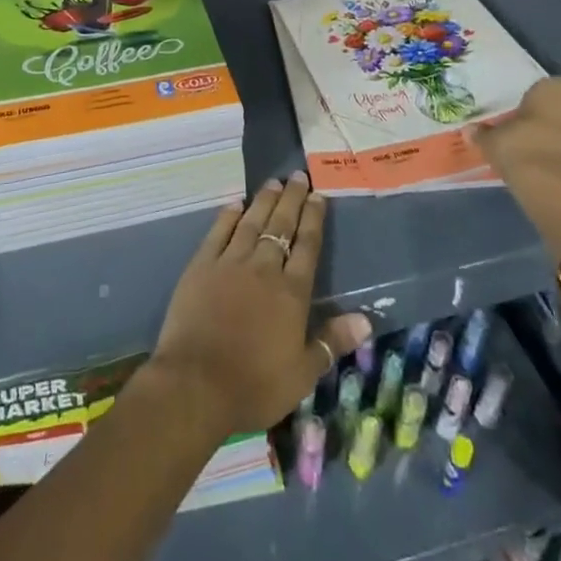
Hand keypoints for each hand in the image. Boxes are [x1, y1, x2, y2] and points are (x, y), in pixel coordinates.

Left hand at [149, 173, 370, 434]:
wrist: (196, 383)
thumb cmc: (254, 384)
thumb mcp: (302, 373)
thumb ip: (331, 341)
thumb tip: (365, 319)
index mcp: (291, 293)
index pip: (307, 246)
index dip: (314, 219)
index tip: (318, 195)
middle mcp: (263, 268)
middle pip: (281, 226)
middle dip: (292, 199)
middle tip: (298, 176)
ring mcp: (230, 263)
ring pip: (251, 222)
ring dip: (264, 201)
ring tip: (274, 182)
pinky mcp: (201, 265)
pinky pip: (218, 232)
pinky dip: (228, 216)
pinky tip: (235, 204)